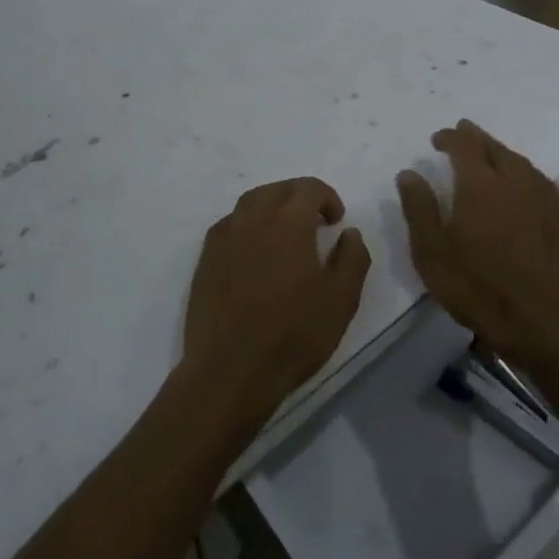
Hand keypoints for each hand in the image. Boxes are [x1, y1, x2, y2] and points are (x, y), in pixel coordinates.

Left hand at [183, 178, 371, 417]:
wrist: (230, 371)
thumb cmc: (293, 334)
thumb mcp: (342, 299)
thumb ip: (353, 258)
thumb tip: (348, 233)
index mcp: (288, 221)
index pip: (309, 188)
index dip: (327, 198)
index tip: (336, 221)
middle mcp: (252, 218)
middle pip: (278, 189)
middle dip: (300, 197)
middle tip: (315, 222)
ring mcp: (224, 237)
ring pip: (250, 202)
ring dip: (272, 206)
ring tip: (286, 232)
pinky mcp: (206, 258)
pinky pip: (231, 225)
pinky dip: (248, 225)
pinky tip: (256, 251)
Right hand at [397, 120, 558, 360]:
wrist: (539, 320)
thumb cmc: (477, 286)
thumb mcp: (432, 252)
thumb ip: (419, 208)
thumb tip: (409, 173)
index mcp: (480, 184)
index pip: (465, 146)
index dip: (450, 137)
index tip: (437, 139)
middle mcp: (514, 181)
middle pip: (495, 147)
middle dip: (476, 138)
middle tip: (462, 134)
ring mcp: (540, 198)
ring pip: (519, 161)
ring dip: (500, 152)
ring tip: (488, 153)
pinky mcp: (558, 218)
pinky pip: (537, 179)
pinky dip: (522, 170)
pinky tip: (520, 181)